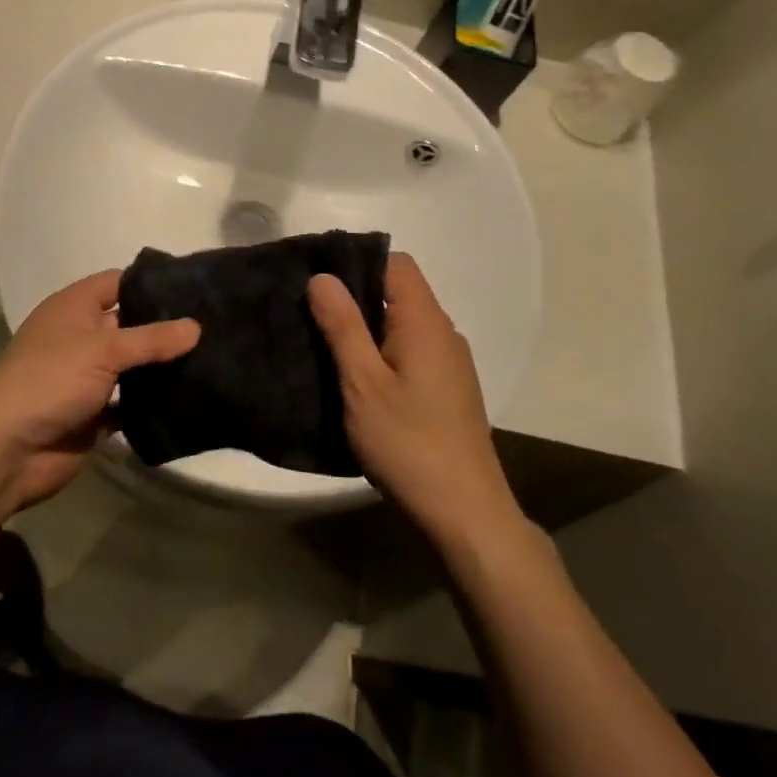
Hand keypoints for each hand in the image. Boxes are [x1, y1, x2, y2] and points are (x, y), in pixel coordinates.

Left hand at [0, 270, 198, 511]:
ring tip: (212, 359)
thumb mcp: (103, 349)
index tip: (194, 287)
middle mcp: (80, 336)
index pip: (118, 282)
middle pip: (129, 324)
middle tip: (215, 325)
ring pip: (132, 365)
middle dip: (165, 327)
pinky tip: (190, 398)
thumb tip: (196, 326)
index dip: (151, 282)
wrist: (8, 450)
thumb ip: (152, 338)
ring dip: (161, 367)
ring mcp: (87, 377)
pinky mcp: (94, 413)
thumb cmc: (51, 381)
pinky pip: (130, 403)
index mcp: (73, 307)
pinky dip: (152, 403)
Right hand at [309, 254, 522, 545]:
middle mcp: (444, 333)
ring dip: (367, 329)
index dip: (357, 264)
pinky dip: (384, 354)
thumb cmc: (408, 443)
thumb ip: (342, 326)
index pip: (396, 264)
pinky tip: (359, 381)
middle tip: (311, 317)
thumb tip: (323, 276)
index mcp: (425, 322)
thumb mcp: (362, 383)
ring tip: (327, 348)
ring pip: (403, 325)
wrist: (465, 513)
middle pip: (399, 292)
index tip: (319, 284)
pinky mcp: (449, 389)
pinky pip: (412, 351)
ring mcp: (451, 363)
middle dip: (355, 298)